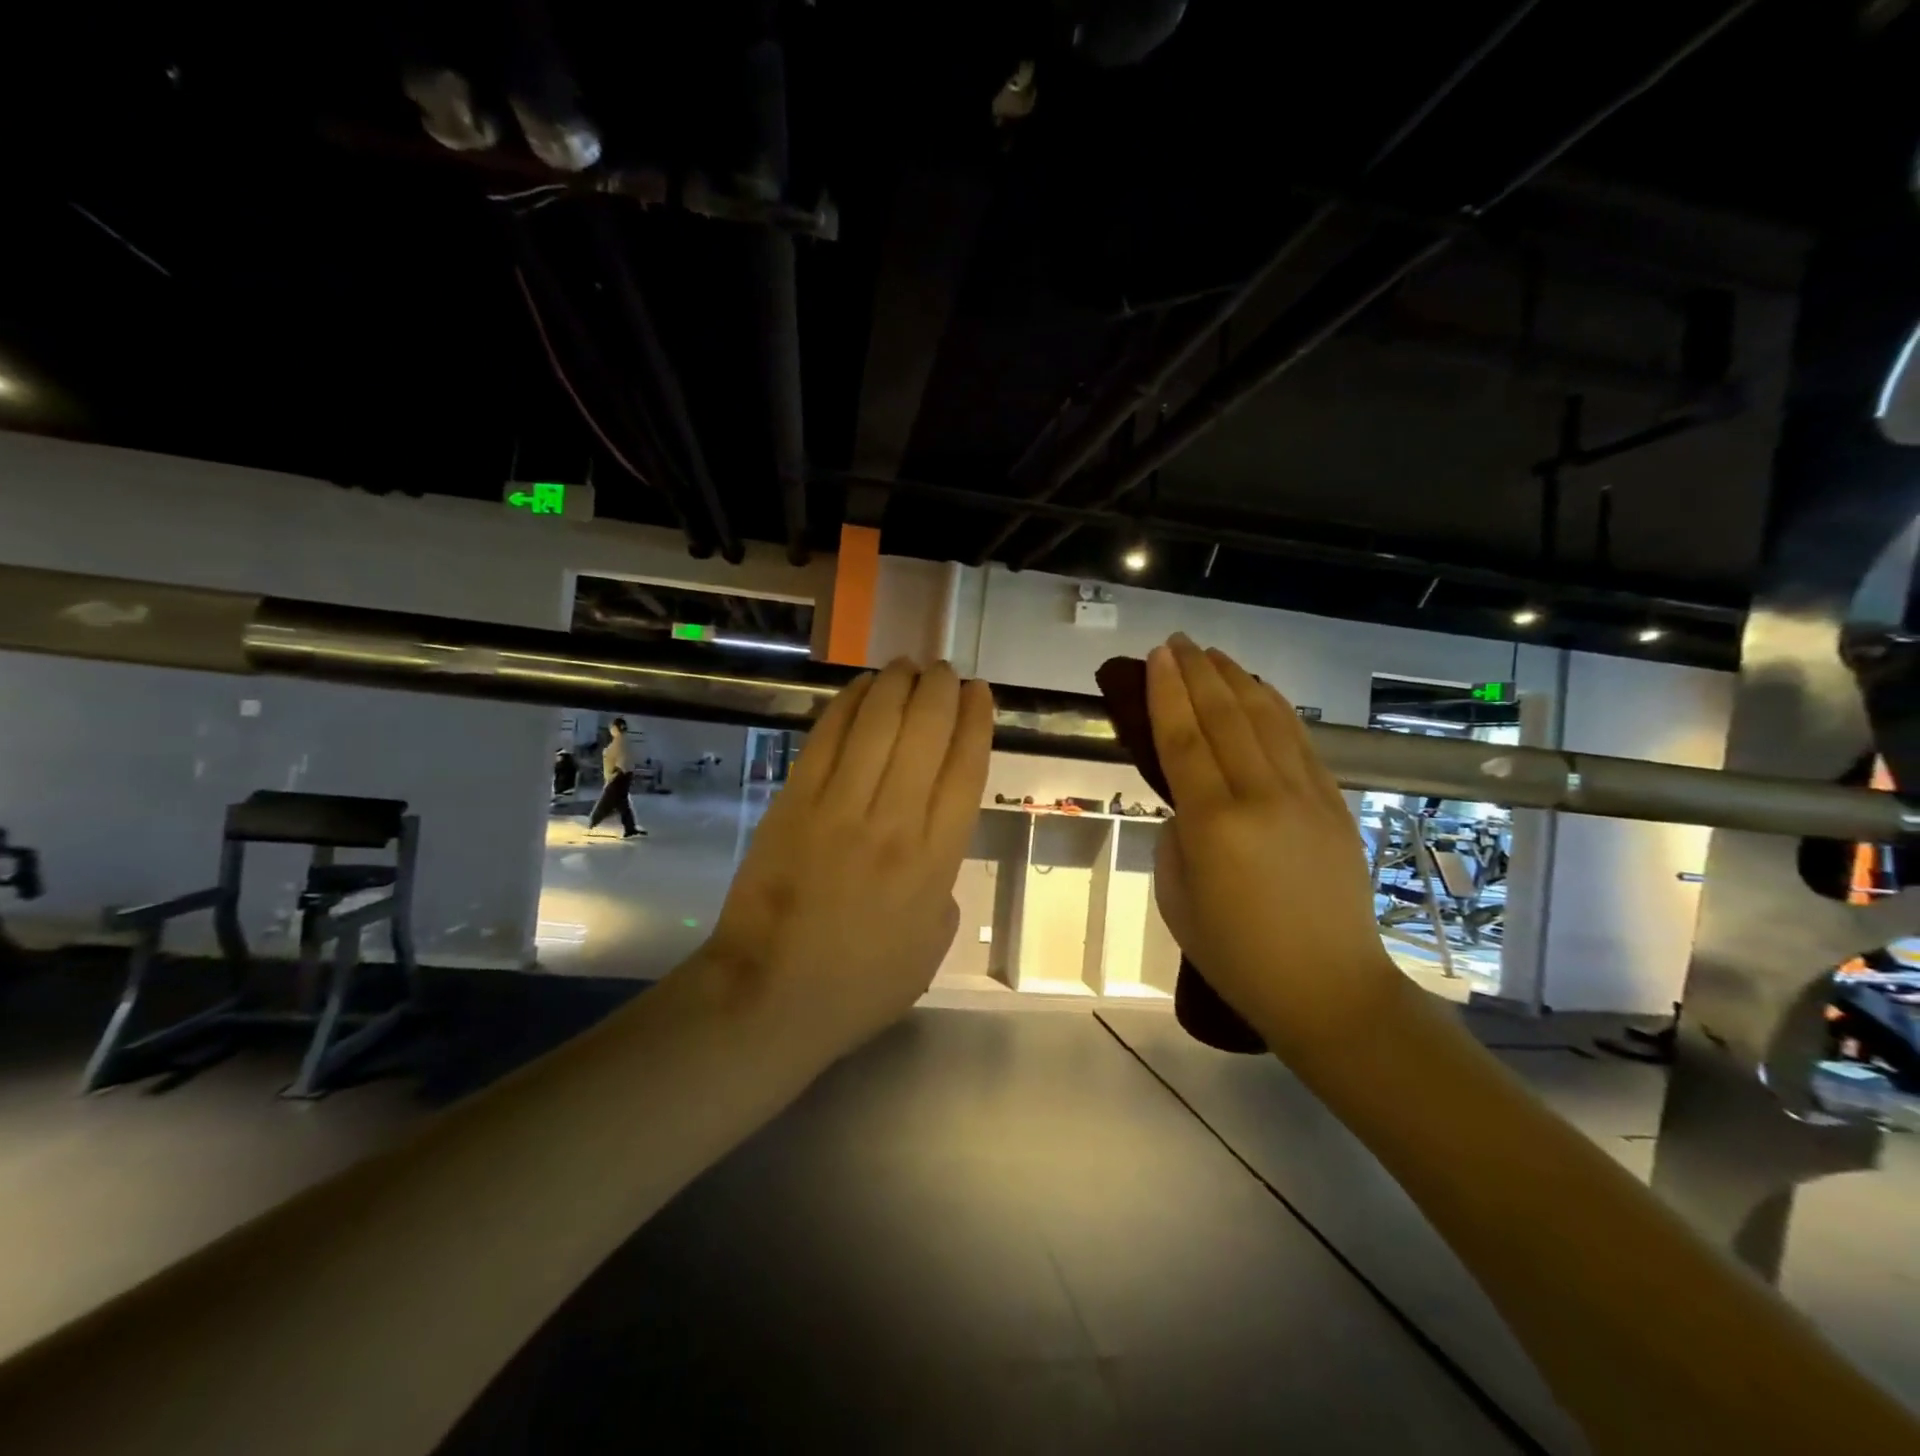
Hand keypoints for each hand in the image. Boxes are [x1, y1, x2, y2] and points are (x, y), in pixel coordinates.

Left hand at [700, 659, 993, 1053]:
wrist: (769, 997)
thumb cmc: (859, 985)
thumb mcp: (931, 950)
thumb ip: (943, 893)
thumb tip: (933, 858)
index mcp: (934, 862)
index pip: (966, 772)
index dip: (976, 723)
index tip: (980, 694)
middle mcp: (893, 822)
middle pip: (925, 734)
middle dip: (941, 691)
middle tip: (946, 671)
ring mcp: (839, 807)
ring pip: (877, 725)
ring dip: (898, 685)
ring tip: (909, 665)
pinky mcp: (793, 802)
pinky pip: (826, 739)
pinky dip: (848, 705)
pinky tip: (862, 687)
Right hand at [1147, 635, 1397, 1046]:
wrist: (1329, 989)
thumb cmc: (1237, 955)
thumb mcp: (1177, 899)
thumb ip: (1176, 839)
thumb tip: (1189, 806)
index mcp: (1215, 823)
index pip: (1184, 739)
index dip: (1167, 693)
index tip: (1156, 656)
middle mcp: (1261, 796)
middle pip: (1225, 717)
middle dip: (1197, 673)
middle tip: (1177, 642)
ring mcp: (1305, 796)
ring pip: (1266, 719)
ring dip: (1236, 680)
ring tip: (1213, 654)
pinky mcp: (1334, 805)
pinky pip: (1300, 742)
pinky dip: (1275, 708)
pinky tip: (1260, 691)